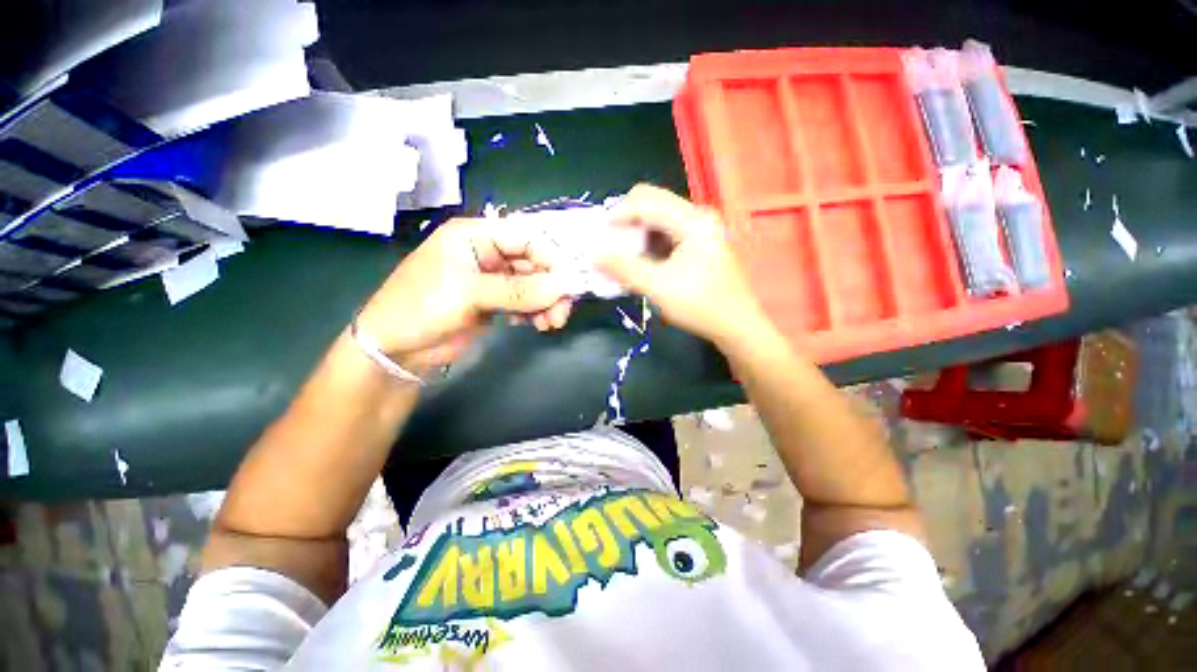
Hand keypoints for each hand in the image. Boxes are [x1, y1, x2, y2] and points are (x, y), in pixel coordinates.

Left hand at [356, 218, 573, 372]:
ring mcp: (491, 279)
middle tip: (561, 313)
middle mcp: (486, 253)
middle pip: (533, 263)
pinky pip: (523, 302)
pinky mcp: (493, 302)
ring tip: (551, 324)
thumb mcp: (470, 294)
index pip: (525, 237)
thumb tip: (564, 286)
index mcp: (475, 236)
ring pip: (532, 285)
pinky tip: (533, 325)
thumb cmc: (421, 308)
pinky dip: (533, 312)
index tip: (569, 284)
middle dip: (550, 287)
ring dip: (545, 303)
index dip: (551, 258)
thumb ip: (519, 291)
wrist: (395, 350)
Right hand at [596, 184, 769, 346]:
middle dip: (625, 223)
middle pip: (651, 203)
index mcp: (692, 220)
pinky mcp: (696, 242)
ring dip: (635, 235)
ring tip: (621, 257)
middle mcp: (697, 216)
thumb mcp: (658, 287)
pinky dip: (647, 244)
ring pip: (656, 219)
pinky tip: (639, 263)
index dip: (617, 214)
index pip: (646, 200)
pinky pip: (664, 233)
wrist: (735, 325)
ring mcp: (698, 228)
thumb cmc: (700, 306)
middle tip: (610, 246)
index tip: (599, 237)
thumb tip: (593, 254)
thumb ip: (624, 268)